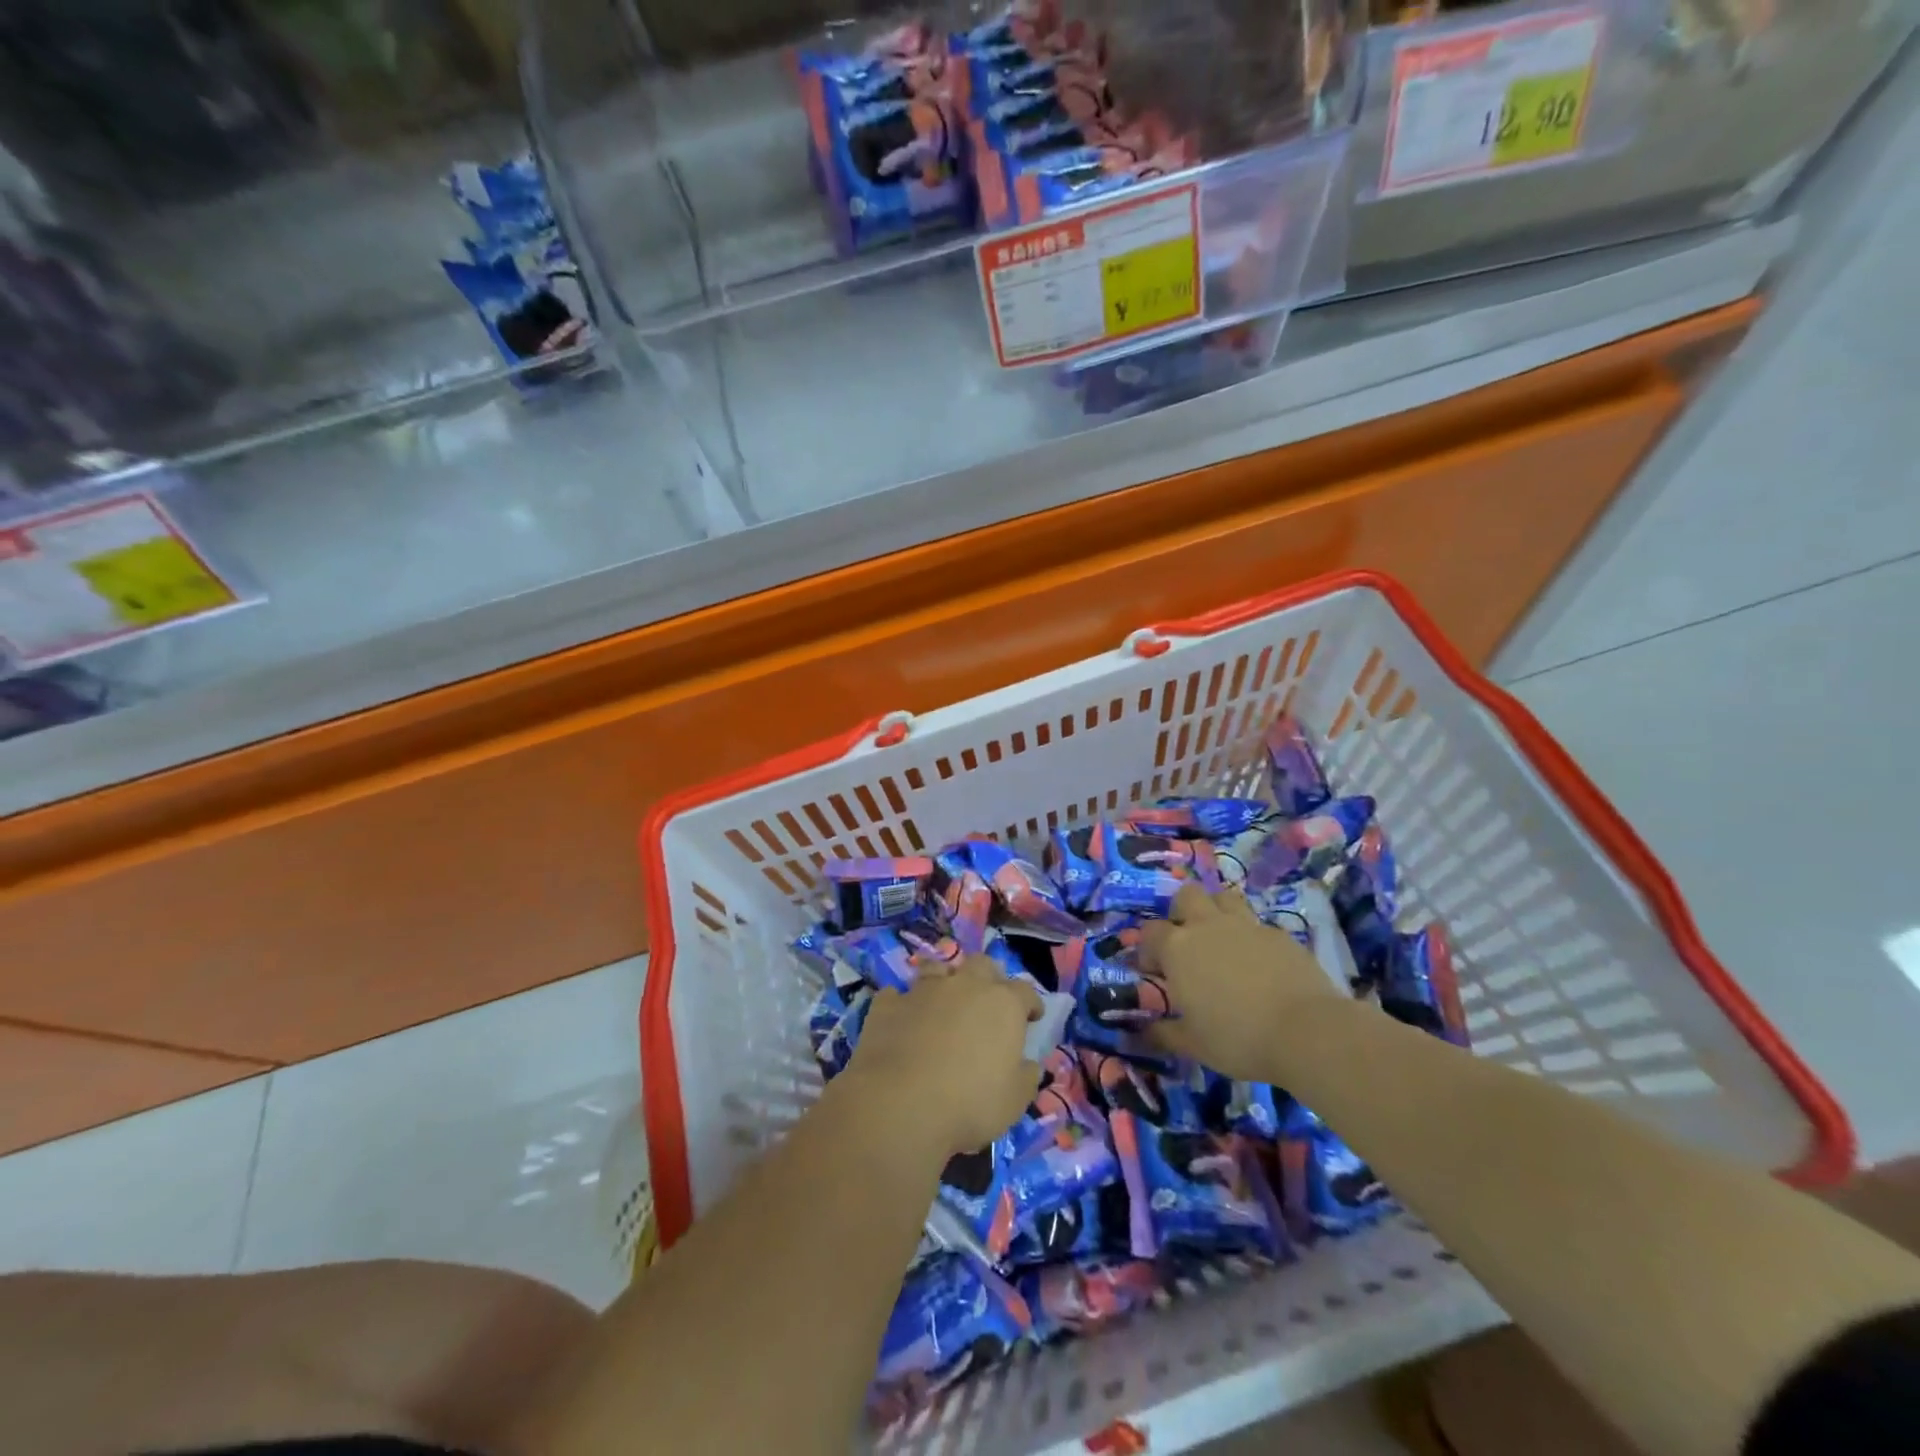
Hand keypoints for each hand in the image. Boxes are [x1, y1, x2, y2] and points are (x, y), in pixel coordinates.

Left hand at [842, 957, 1043, 1157]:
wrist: (899, 1104)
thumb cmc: (969, 1103)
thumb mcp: (1014, 1101)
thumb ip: (1026, 1077)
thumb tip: (1029, 1064)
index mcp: (1003, 1004)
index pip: (1025, 991)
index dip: (1030, 1003)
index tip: (1032, 1016)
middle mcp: (965, 986)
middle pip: (982, 965)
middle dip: (989, 978)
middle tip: (988, 1001)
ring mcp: (924, 990)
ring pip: (939, 969)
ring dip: (945, 981)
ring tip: (944, 1002)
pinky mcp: (888, 1003)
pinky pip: (898, 995)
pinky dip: (903, 1004)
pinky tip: (903, 1019)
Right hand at [1139, 883, 1345, 1081]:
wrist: (1307, 1031)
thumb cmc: (1237, 1038)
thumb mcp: (1193, 1044)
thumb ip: (1165, 1033)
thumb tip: (1145, 1032)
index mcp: (1178, 948)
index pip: (1149, 932)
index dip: (1147, 949)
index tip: (1154, 972)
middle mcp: (1208, 926)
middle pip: (1186, 896)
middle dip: (1181, 912)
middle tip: (1187, 943)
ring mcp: (1247, 926)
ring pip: (1224, 897)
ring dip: (1217, 912)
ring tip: (1222, 941)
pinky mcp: (1280, 934)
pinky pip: (1258, 924)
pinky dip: (1252, 937)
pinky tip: (1260, 964)